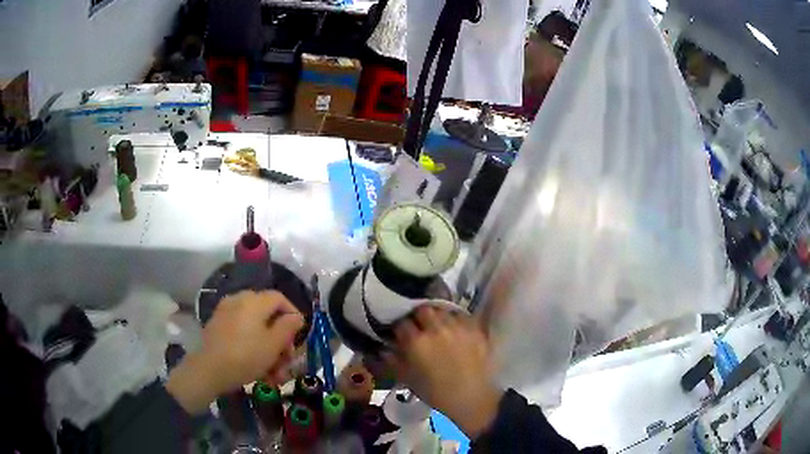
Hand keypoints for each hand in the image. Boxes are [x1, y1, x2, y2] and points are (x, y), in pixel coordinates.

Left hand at [167, 291, 303, 413]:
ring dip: (267, 347)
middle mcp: (238, 300)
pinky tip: (257, 367)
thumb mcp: (274, 344)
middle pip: (267, 314)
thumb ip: (288, 327)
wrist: (209, 370)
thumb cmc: (246, 356)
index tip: (299, 334)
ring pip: (254, 327)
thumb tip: (297, 316)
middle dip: (280, 338)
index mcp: (254, 301)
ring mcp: (226, 313)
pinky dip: (252, 345)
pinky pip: (241, 332)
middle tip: (287, 359)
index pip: (279, 298)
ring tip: (273, 372)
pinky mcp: (218, 326)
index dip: (293, 313)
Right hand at [384, 306, 502, 438]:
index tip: (400, 334)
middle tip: (419, 327)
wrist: (472, 398)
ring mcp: (457, 326)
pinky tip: (454, 329)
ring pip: (442, 309)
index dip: (399, 328)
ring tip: (437, 326)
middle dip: (418, 317)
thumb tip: (384, 349)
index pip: (401, 323)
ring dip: (436, 316)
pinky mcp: (474, 328)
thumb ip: (393, 361)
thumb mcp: (408, 380)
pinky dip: (454, 319)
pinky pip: (460, 315)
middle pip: (422, 310)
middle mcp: (436, 329)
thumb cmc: (437, 393)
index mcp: (416, 342)